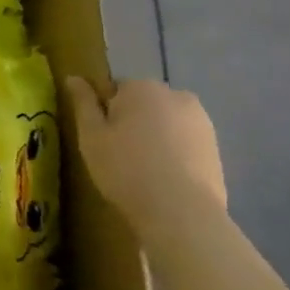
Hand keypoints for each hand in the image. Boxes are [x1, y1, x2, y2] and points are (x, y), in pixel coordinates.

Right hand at [70, 78, 225, 236]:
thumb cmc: (126, 169)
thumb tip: (73, 77)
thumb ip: (83, 102)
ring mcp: (201, 121)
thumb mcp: (91, 135)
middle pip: (143, 105)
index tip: (102, 140)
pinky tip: (166, 179)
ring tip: (144, 171)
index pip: (115, 90)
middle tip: (120, 156)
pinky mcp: (216, 148)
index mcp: (142, 87)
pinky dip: (175, 154)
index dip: (105, 115)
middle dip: (132, 123)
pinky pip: (184, 142)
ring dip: (155, 138)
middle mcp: (175, 95)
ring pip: (165, 123)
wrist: (182, 213)